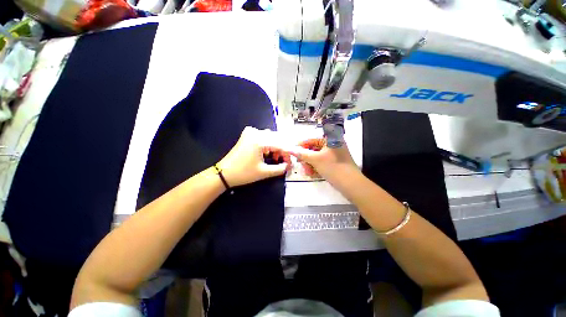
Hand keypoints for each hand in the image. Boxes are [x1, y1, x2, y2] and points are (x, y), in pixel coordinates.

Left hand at [217, 127, 290, 186]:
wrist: (224, 173)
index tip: (290, 164)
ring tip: (275, 158)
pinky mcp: (247, 135)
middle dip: (283, 151)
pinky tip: (267, 152)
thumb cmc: (243, 173)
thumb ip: (280, 169)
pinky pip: (263, 136)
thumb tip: (288, 166)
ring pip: (271, 137)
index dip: (287, 155)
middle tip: (285, 162)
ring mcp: (251, 132)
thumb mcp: (264, 172)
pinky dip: (269, 143)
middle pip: (277, 139)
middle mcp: (256, 132)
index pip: (280, 145)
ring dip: (276, 146)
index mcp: (260, 140)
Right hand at [288, 138, 356, 179]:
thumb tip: (289, 149)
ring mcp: (334, 155)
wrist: (351, 184)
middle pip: (314, 149)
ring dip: (310, 164)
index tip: (292, 149)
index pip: (312, 139)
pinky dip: (316, 167)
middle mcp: (333, 145)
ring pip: (317, 157)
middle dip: (306, 157)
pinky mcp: (335, 163)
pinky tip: (312, 174)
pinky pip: (322, 163)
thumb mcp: (315, 159)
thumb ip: (302, 154)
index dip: (301, 144)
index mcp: (331, 139)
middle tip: (299, 163)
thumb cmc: (333, 167)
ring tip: (307, 171)